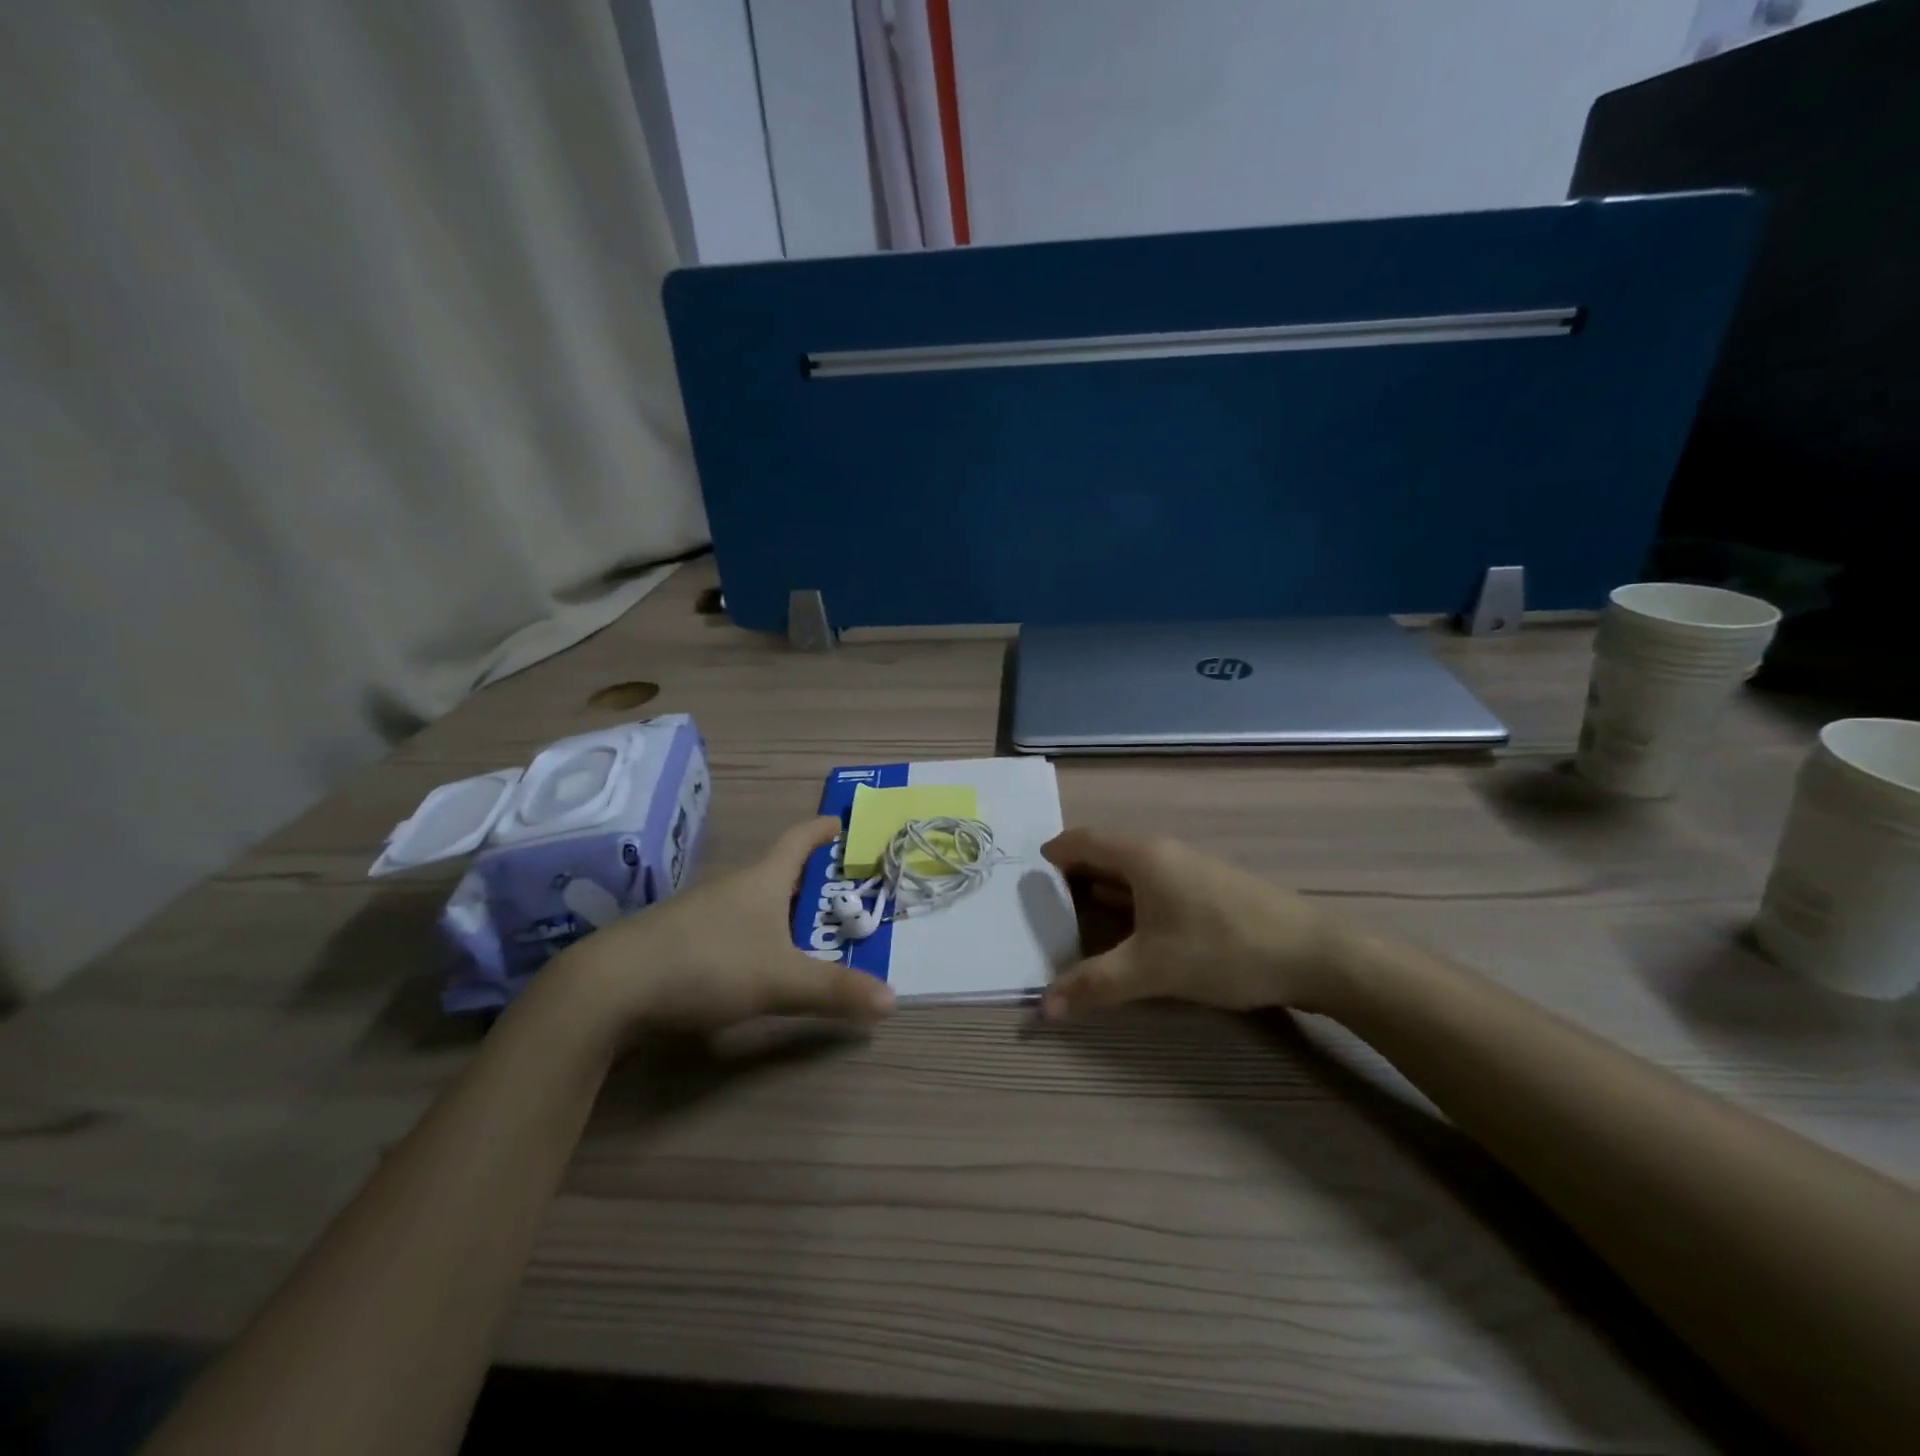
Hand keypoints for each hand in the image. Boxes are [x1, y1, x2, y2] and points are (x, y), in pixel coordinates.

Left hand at [549, 816, 893, 1039]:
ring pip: (751, 899)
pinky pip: (728, 924)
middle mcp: (732, 885)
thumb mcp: (781, 980)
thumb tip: (893, 1001)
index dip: (821, 829)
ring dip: (779, 908)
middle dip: (808, 878)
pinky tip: (752, 960)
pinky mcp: (677, 938)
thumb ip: (836, 991)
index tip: (841, 821)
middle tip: (839, 892)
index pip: (798, 839)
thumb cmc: (708, 964)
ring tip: (805, 930)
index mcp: (761, 879)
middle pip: (777, 870)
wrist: (611, 986)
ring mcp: (700, 910)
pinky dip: (752, 932)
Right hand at [1039, 828, 1358, 1018]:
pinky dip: (1129, 899)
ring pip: (1131, 870)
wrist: (1314, 954)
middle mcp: (1162, 851)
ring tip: (1074, 915)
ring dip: (1101, 888)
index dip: (1052, 855)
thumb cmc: (1223, 948)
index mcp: (1141, 855)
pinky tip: (1127, 928)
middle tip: (1041, 904)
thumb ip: (1095, 985)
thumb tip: (1043, 1008)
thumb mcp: (1152, 969)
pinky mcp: (1208, 888)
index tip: (1026, 880)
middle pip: (1104, 852)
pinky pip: (1153, 884)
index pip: (1081, 840)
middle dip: (1072, 874)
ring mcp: (1189, 868)